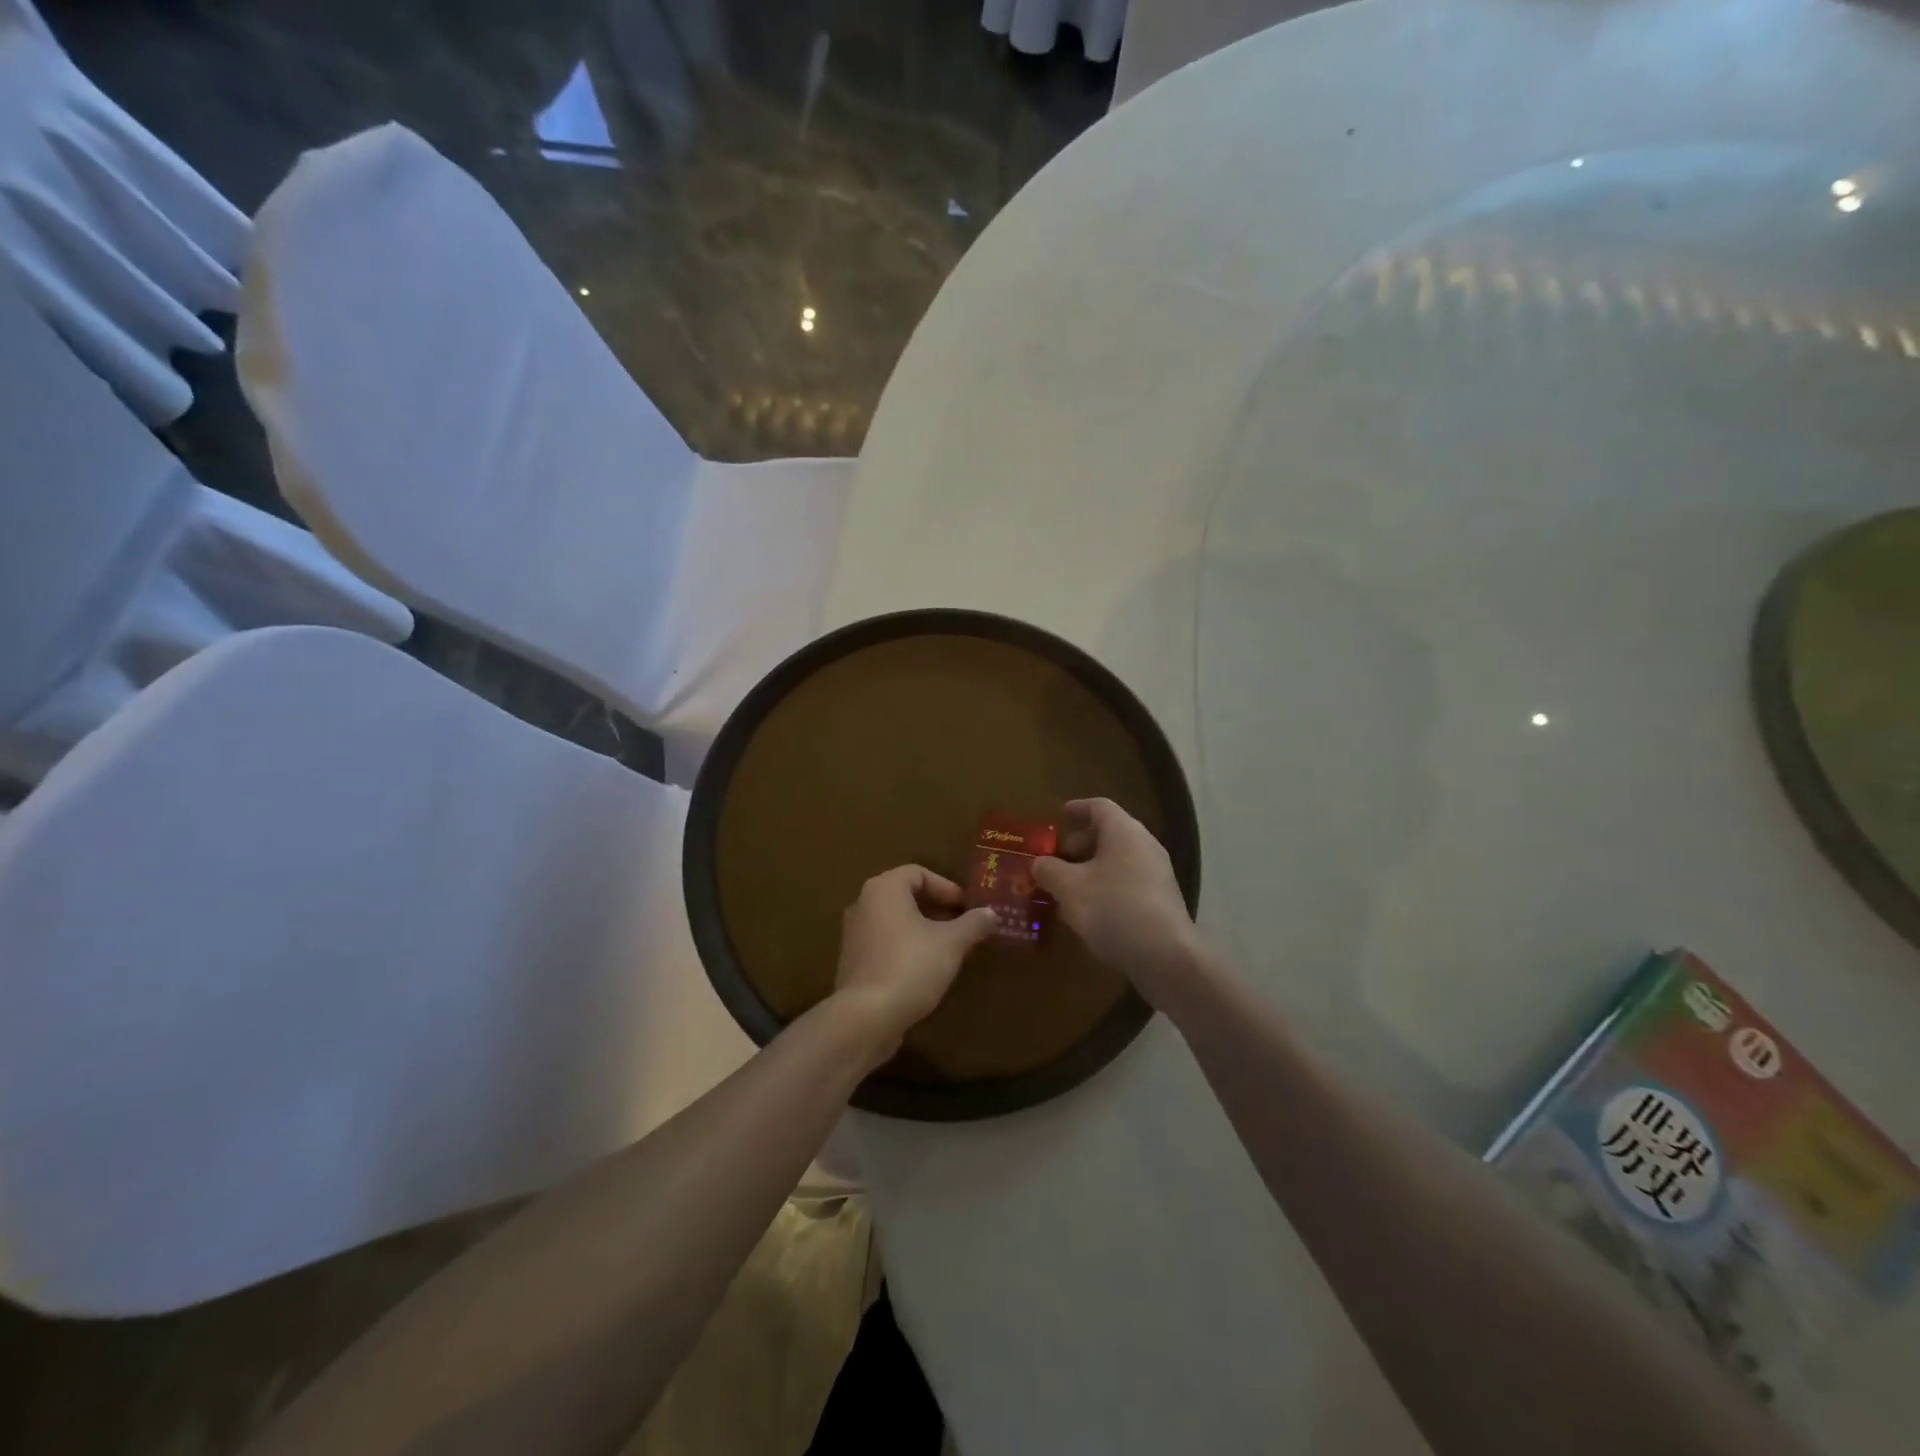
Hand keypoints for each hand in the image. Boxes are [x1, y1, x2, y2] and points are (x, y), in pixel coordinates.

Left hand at [830, 865, 998, 1064]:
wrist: (866, 1017)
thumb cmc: (911, 966)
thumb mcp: (952, 943)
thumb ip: (973, 924)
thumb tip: (991, 913)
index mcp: (884, 889)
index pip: (918, 873)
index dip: (946, 887)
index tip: (966, 907)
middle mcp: (863, 904)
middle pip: (905, 896)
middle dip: (936, 909)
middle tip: (962, 926)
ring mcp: (854, 934)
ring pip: (894, 921)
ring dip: (922, 930)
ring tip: (948, 949)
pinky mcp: (853, 962)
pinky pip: (884, 943)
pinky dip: (905, 947)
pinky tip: (925, 970)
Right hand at [1032, 798, 1200, 1011]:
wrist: (1165, 956)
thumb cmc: (1113, 909)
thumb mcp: (1069, 888)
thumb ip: (1049, 870)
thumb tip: (1039, 863)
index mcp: (1124, 832)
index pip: (1099, 807)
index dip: (1077, 808)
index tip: (1059, 815)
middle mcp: (1144, 845)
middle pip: (1110, 833)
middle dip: (1080, 844)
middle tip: (1056, 859)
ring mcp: (1157, 874)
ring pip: (1119, 860)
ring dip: (1091, 869)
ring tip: (1067, 888)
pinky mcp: (1162, 901)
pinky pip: (1128, 882)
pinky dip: (1106, 887)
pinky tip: (1089, 911)